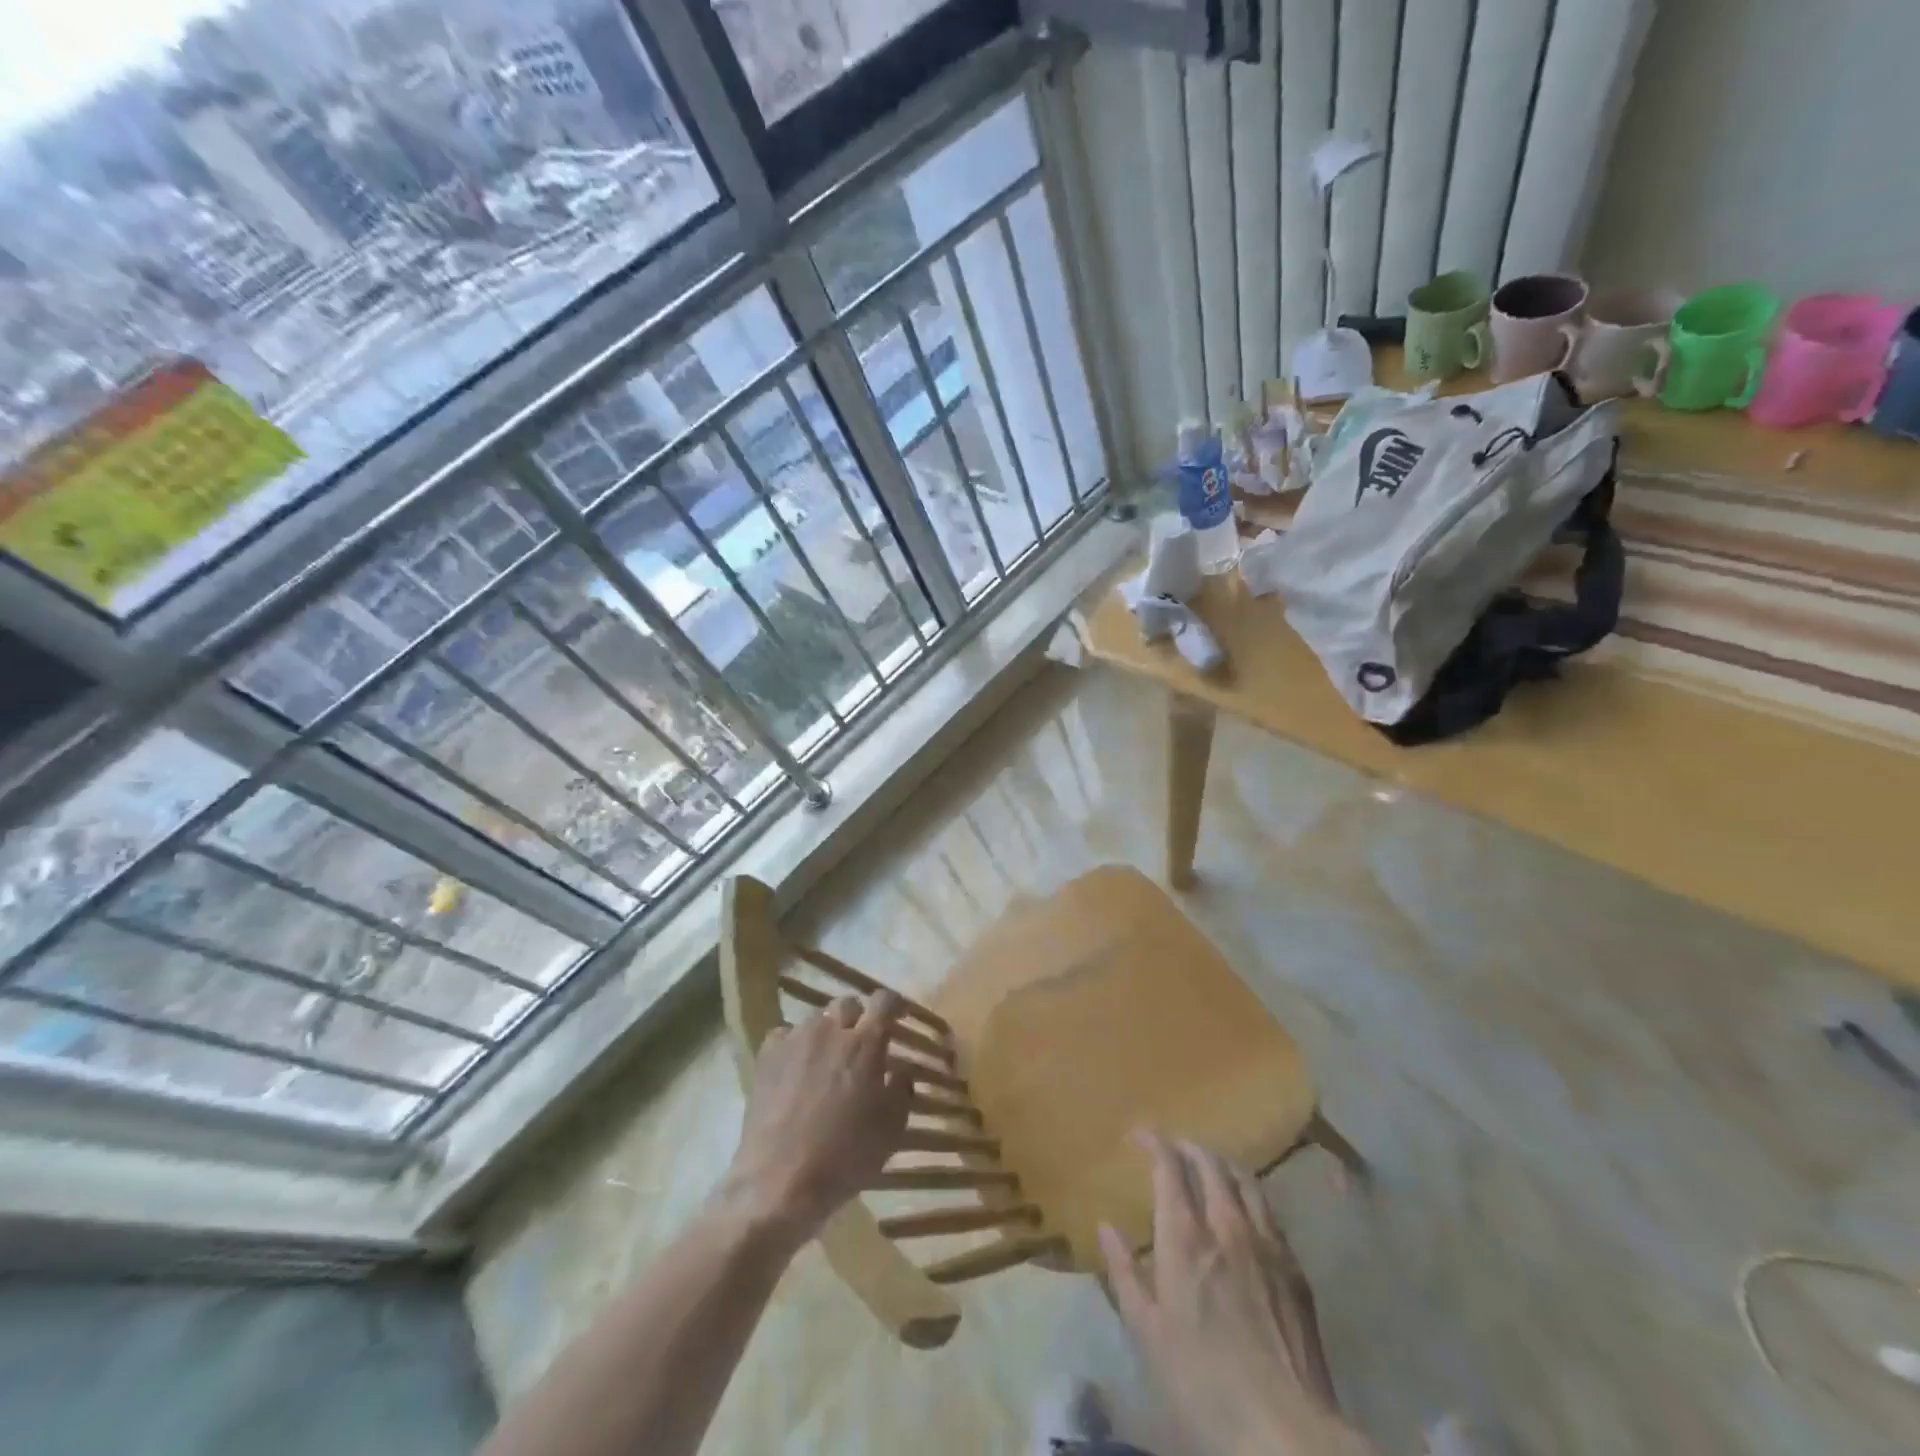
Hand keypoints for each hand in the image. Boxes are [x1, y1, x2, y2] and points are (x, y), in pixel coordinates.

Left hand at [722, 992, 911, 1244]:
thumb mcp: (891, 1130)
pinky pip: (786, 1034)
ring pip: (817, 1019)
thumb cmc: (844, 1157)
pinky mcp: (767, 1056)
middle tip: (862, 1042)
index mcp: (865, 1044)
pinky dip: (796, 1043)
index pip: (884, 1001)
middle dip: (859, 1017)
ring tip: (827, 1058)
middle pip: (848, 1004)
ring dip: (828, 1032)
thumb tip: (901, 1069)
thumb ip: (902, 1090)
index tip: (898, 1016)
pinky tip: (797, 1066)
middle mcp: (830, 1030)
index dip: (894, 1004)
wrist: (779, 1181)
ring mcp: (795, 1039)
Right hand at [1100, 1132, 1376, 1455]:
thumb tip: (1105, 1225)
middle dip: (1189, 1148)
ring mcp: (1267, 1245)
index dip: (1155, 1142)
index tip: (1140, 1133)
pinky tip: (1246, 1212)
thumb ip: (1125, 1273)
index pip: (1170, 1167)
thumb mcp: (1148, 1333)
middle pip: (1211, 1165)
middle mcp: (1227, 1226)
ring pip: (1246, 1181)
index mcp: (1186, 1238)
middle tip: (1173, 1147)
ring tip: (1210, 1167)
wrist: (1286, 1433)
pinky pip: (1270, 1213)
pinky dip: (1250, 1196)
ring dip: (1223, 1165)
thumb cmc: (1203, 1384)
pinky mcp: (1295, 1270)